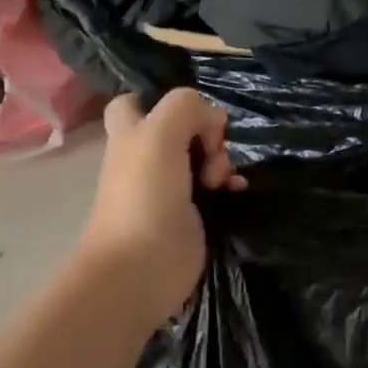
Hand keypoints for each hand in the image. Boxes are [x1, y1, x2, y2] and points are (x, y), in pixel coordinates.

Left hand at [77, 90, 245, 325]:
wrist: (142, 267)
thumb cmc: (145, 195)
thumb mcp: (159, 134)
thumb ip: (185, 108)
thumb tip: (211, 118)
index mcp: (130, 135)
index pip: (135, 102)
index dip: (161, 100)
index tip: (188, 111)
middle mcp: (147, 157)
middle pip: (181, 128)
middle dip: (206, 131)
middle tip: (212, 148)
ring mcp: (169, 187)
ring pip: (202, 157)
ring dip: (221, 159)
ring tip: (220, 177)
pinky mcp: (190, 214)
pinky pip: (216, 188)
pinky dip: (230, 184)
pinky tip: (237, 190)